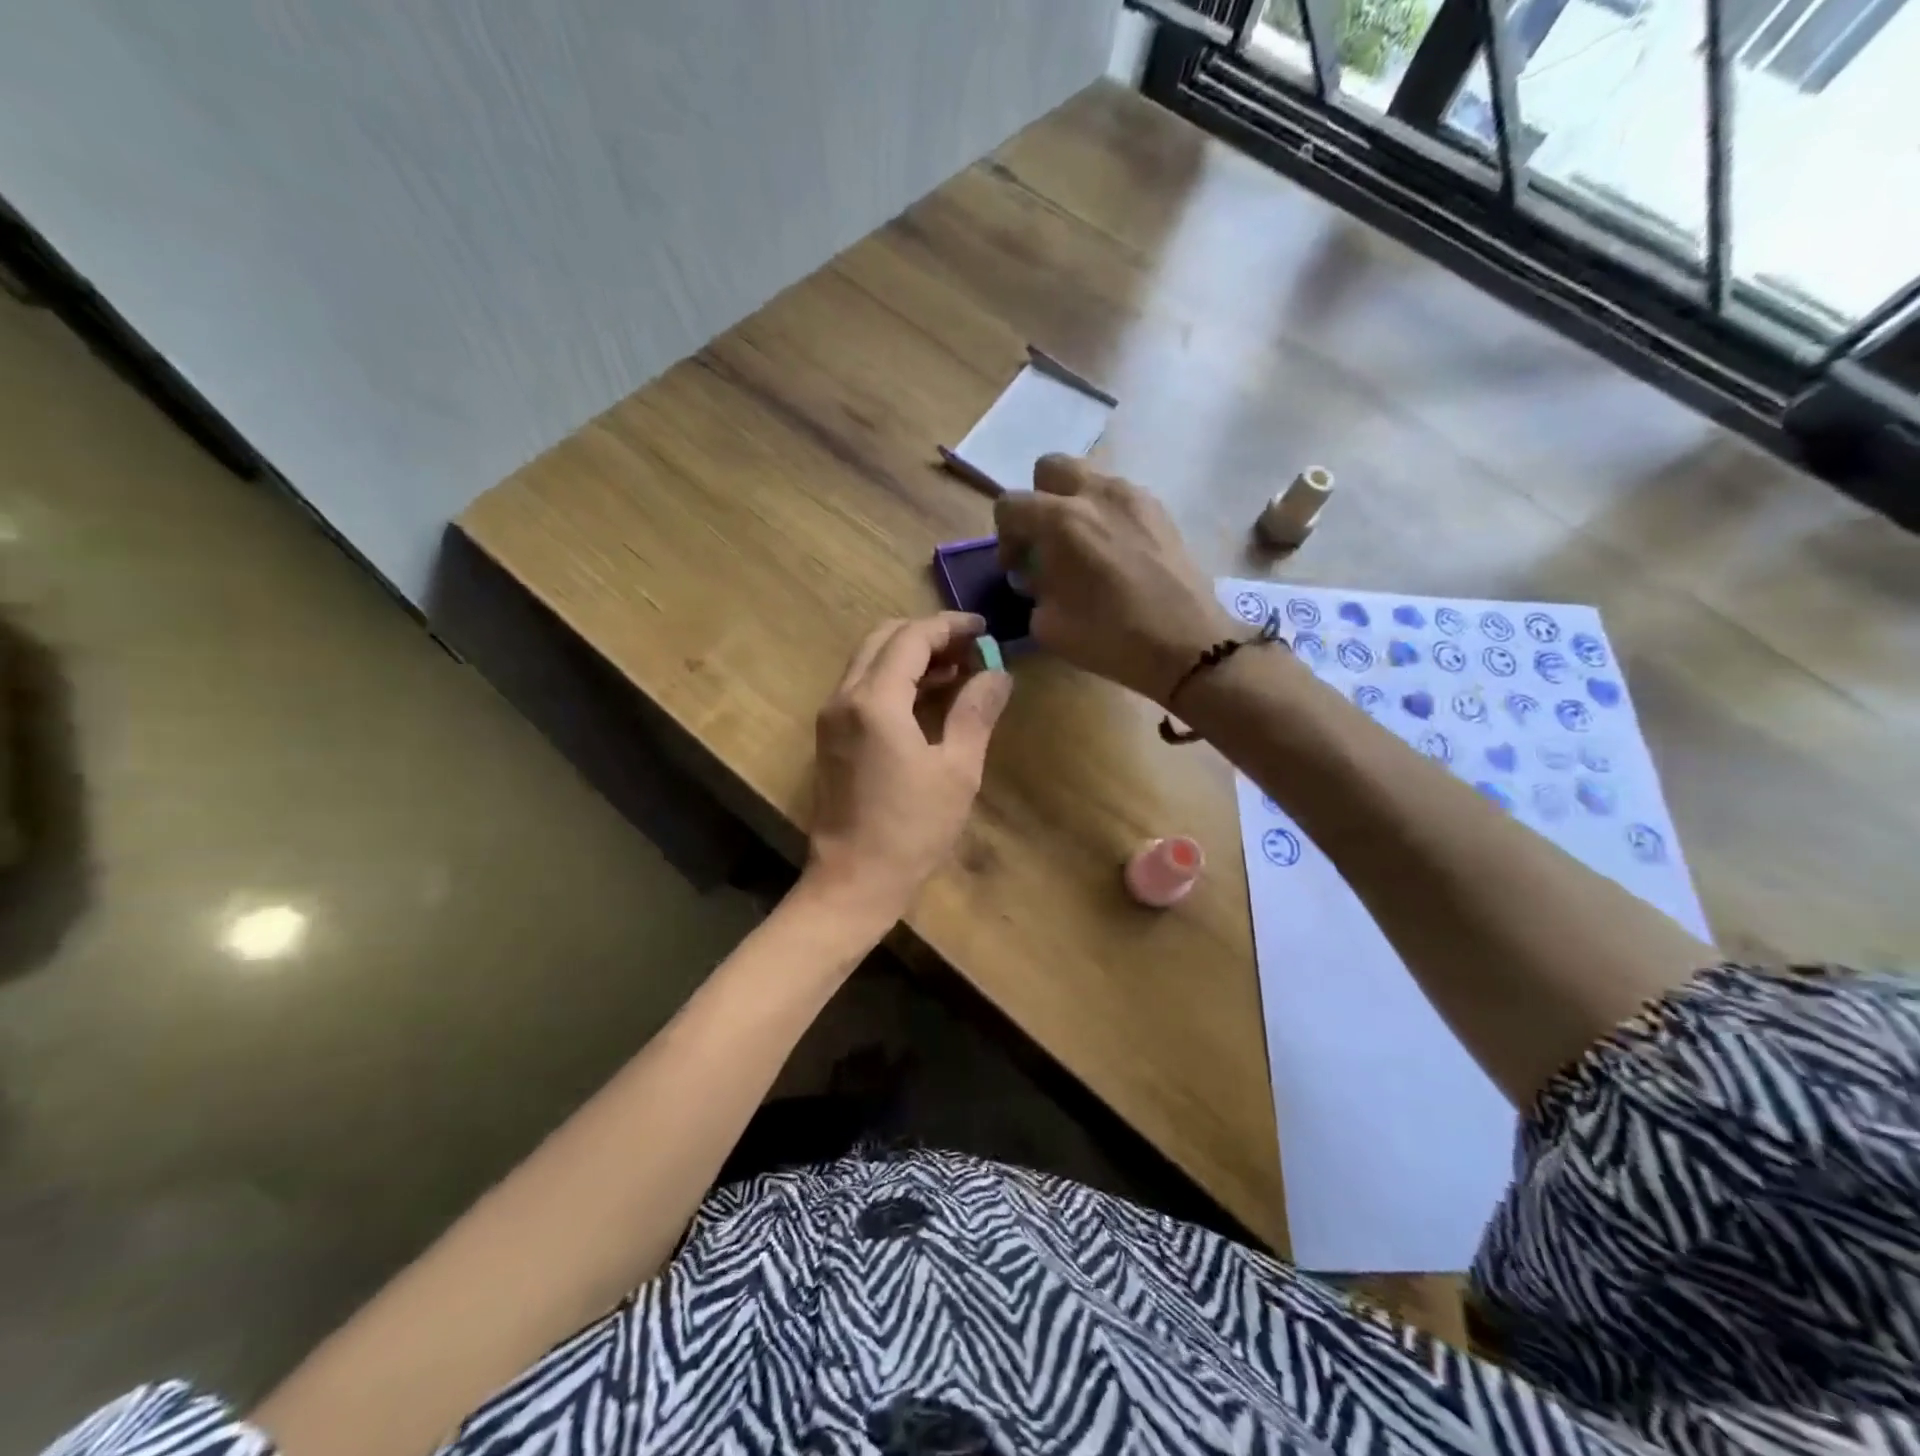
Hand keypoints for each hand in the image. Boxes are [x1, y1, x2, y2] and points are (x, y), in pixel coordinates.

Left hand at [804, 613, 1012, 924]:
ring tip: (957, 671)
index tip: (984, 630)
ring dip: (910, 656)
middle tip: (970, 649)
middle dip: (928, 635)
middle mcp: (844, 698)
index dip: (950, 627)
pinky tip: (928, 698)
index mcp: (874, 701)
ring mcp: (831, 717)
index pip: (912, 638)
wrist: (853, 881)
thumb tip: (998, 673)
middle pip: (884, 639)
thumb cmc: (911, 830)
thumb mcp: (957, 771)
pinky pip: (862, 687)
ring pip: (869, 661)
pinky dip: (893, 679)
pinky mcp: (830, 736)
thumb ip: (975, 712)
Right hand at [995, 456, 1234, 704]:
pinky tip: (1115, 554)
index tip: (1017, 567)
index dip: (1005, 537)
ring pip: (1089, 479)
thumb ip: (1033, 589)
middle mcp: (1096, 494)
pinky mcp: (1161, 510)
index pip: (1011, 504)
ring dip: (1075, 505)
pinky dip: (1107, 515)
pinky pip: (1120, 497)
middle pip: (1051, 469)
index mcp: (1061, 521)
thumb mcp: (1049, 625)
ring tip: (1084, 548)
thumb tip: (1037, 575)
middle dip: (1039, 501)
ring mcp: (1134, 497)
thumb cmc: (1111, 638)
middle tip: (1046, 541)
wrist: (1187, 645)